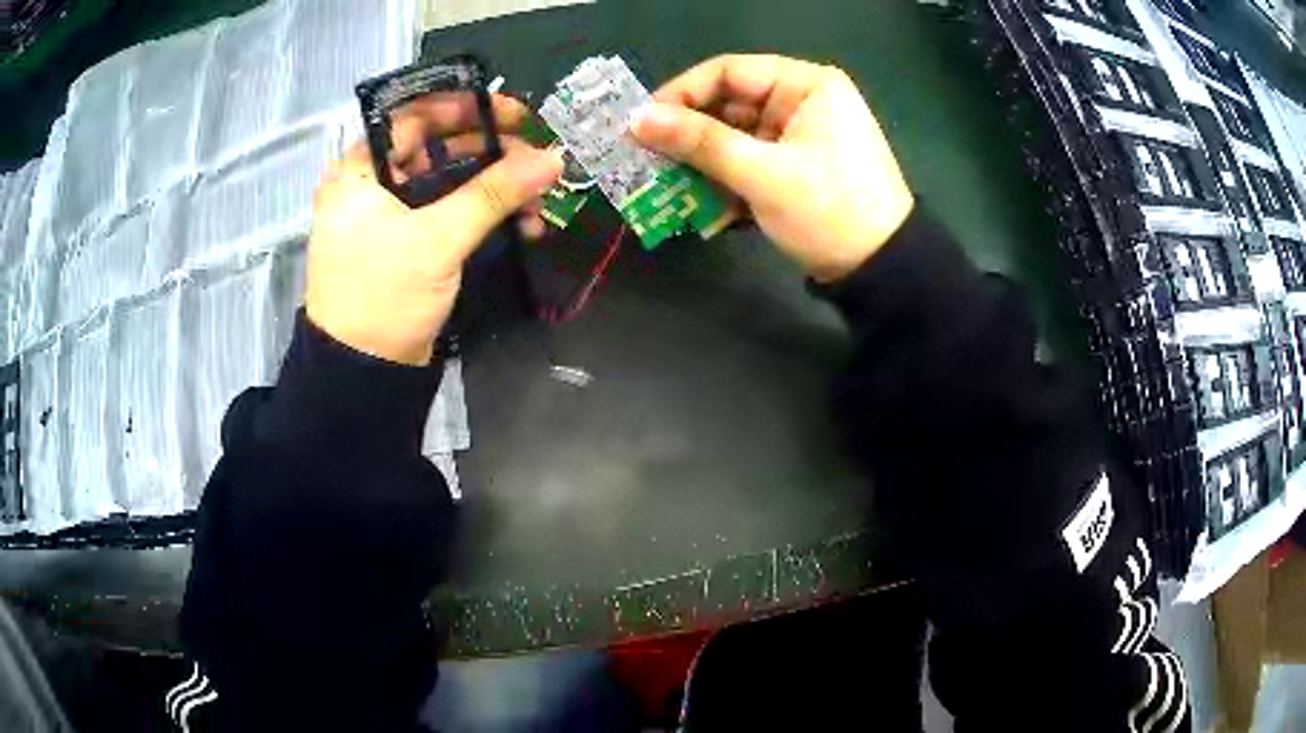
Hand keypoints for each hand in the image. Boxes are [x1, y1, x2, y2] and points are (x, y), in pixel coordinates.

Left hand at [306, 94, 563, 365]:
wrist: (361, 374)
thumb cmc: (382, 296)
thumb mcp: (437, 240)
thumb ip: (494, 194)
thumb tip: (552, 158)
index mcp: (361, 170)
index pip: (415, 116)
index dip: (467, 107)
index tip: (516, 112)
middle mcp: (372, 184)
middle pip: (437, 147)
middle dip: (491, 152)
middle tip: (537, 155)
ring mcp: (390, 214)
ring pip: (449, 182)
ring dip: (494, 187)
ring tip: (537, 200)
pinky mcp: (407, 242)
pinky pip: (449, 212)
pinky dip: (482, 215)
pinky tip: (521, 225)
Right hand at [632, 55, 913, 282]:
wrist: (883, 270)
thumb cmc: (829, 210)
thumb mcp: (762, 174)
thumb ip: (699, 142)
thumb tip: (636, 120)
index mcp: (806, 85)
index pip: (729, 72)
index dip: (681, 93)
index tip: (641, 123)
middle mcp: (802, 101)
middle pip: (729, 105)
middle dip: (689, 136)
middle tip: (645, 158)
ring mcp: (800, 136)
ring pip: (735, 138)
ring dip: (703, 164)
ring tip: (665, 186)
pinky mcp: (797, 167)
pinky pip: (750, 162)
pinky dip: (726, 182)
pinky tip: (702, 206)